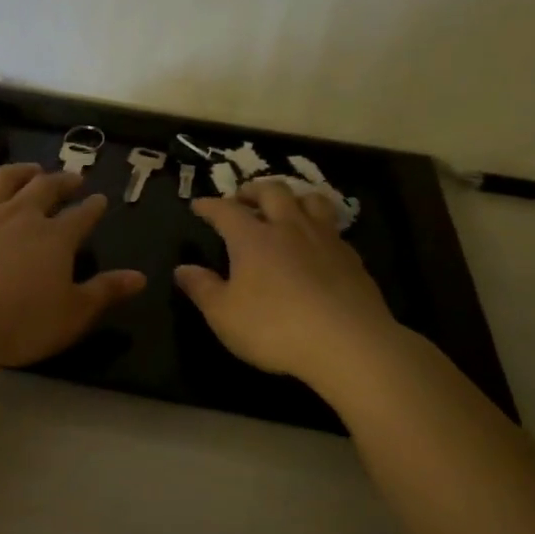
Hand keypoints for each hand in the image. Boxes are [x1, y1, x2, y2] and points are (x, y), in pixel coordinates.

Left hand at [0, 164, 145, 368]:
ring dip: (19, 171)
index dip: (93, 207)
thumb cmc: (20, 321)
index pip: (81, 216)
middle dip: (61, 181)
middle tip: (72, 178)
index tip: (101, 199)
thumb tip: (140, 277)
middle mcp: (20, 216)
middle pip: (44, 188)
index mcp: (55, 238)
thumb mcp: (73, 314)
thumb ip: (105, 291)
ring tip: (30, 168)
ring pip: (2, 181)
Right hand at [175, 179, 398, 386]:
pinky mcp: (352, 257)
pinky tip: (316, 243)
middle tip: (243, 198)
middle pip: (272, 191)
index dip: (210, 205)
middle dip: (253, 190)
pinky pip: (332, 227)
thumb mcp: (224, 315)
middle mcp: (288, 228)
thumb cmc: (274, 328)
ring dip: (293, 198)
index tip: (198, 205)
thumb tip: (182, 269)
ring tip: (285, 208)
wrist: (348, 343)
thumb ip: (202, 288)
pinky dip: (318, 225)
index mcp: (252, 238)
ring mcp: (324, 239)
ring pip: (310, 200)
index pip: (226, 210)